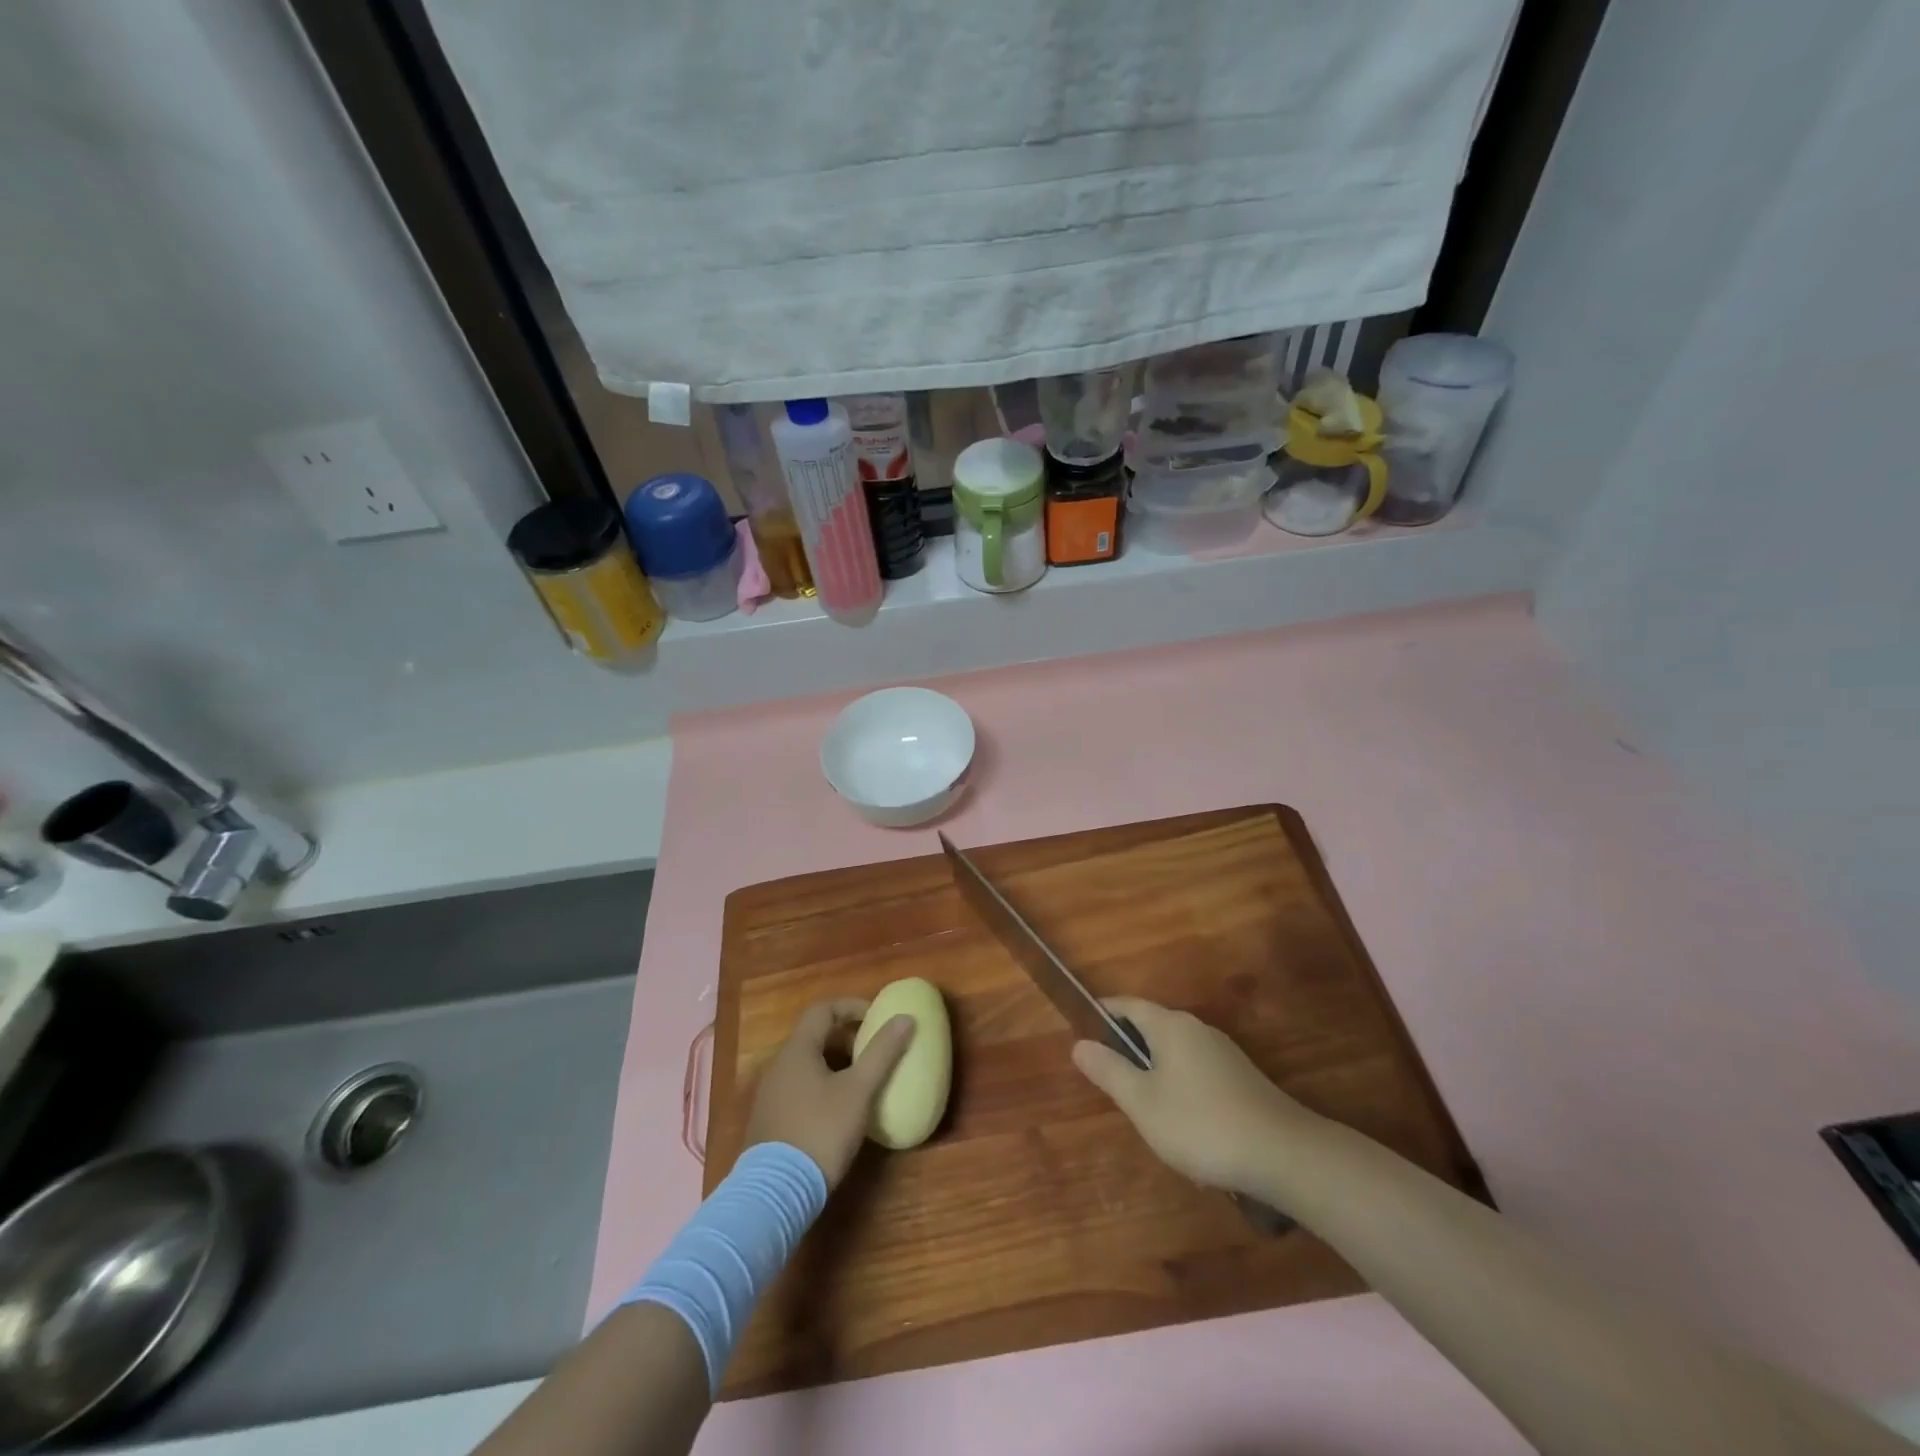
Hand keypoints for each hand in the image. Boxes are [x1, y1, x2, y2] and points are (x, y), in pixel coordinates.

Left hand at [743, 999, 915, 1188]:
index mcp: (797, 1050)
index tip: (877, 1018)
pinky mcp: (770, 1121)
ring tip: (863, 1080)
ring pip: (807, 1063)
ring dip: (836, 1063)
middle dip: (847, 1037)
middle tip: (874, 1049)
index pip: (823, 1009)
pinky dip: (823, 1085)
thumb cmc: (820, 1132)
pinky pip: (800, 1087)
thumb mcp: (859, 1091)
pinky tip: (840, 1110)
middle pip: (814, 1035)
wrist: (775, 1194)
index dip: (852, 1006)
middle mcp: (779, 1065)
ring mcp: (771, 1094)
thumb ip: (882, 1053)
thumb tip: (906, 1019)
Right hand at [1072, 996, 1319, 1197]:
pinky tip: (1181, 1121)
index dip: (1103, 1013)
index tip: (1082, 1028)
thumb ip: (1109, 1071)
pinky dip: (1179, 1084)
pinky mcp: (1242, 1077)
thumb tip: (1078, 1044)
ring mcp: (1223, 1052)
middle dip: (1128, 1046)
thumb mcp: (1143, 1103)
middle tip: (1107, 1077)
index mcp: (1169, 1025)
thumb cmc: (1200, 1124)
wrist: (1284, 1154)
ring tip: (1140, 1105)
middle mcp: (1196, 1028)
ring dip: (1155, 1069)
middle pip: (1152, 1026)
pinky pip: (1197, 1070)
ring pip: (1176, 1051)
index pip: (1128, 1005)